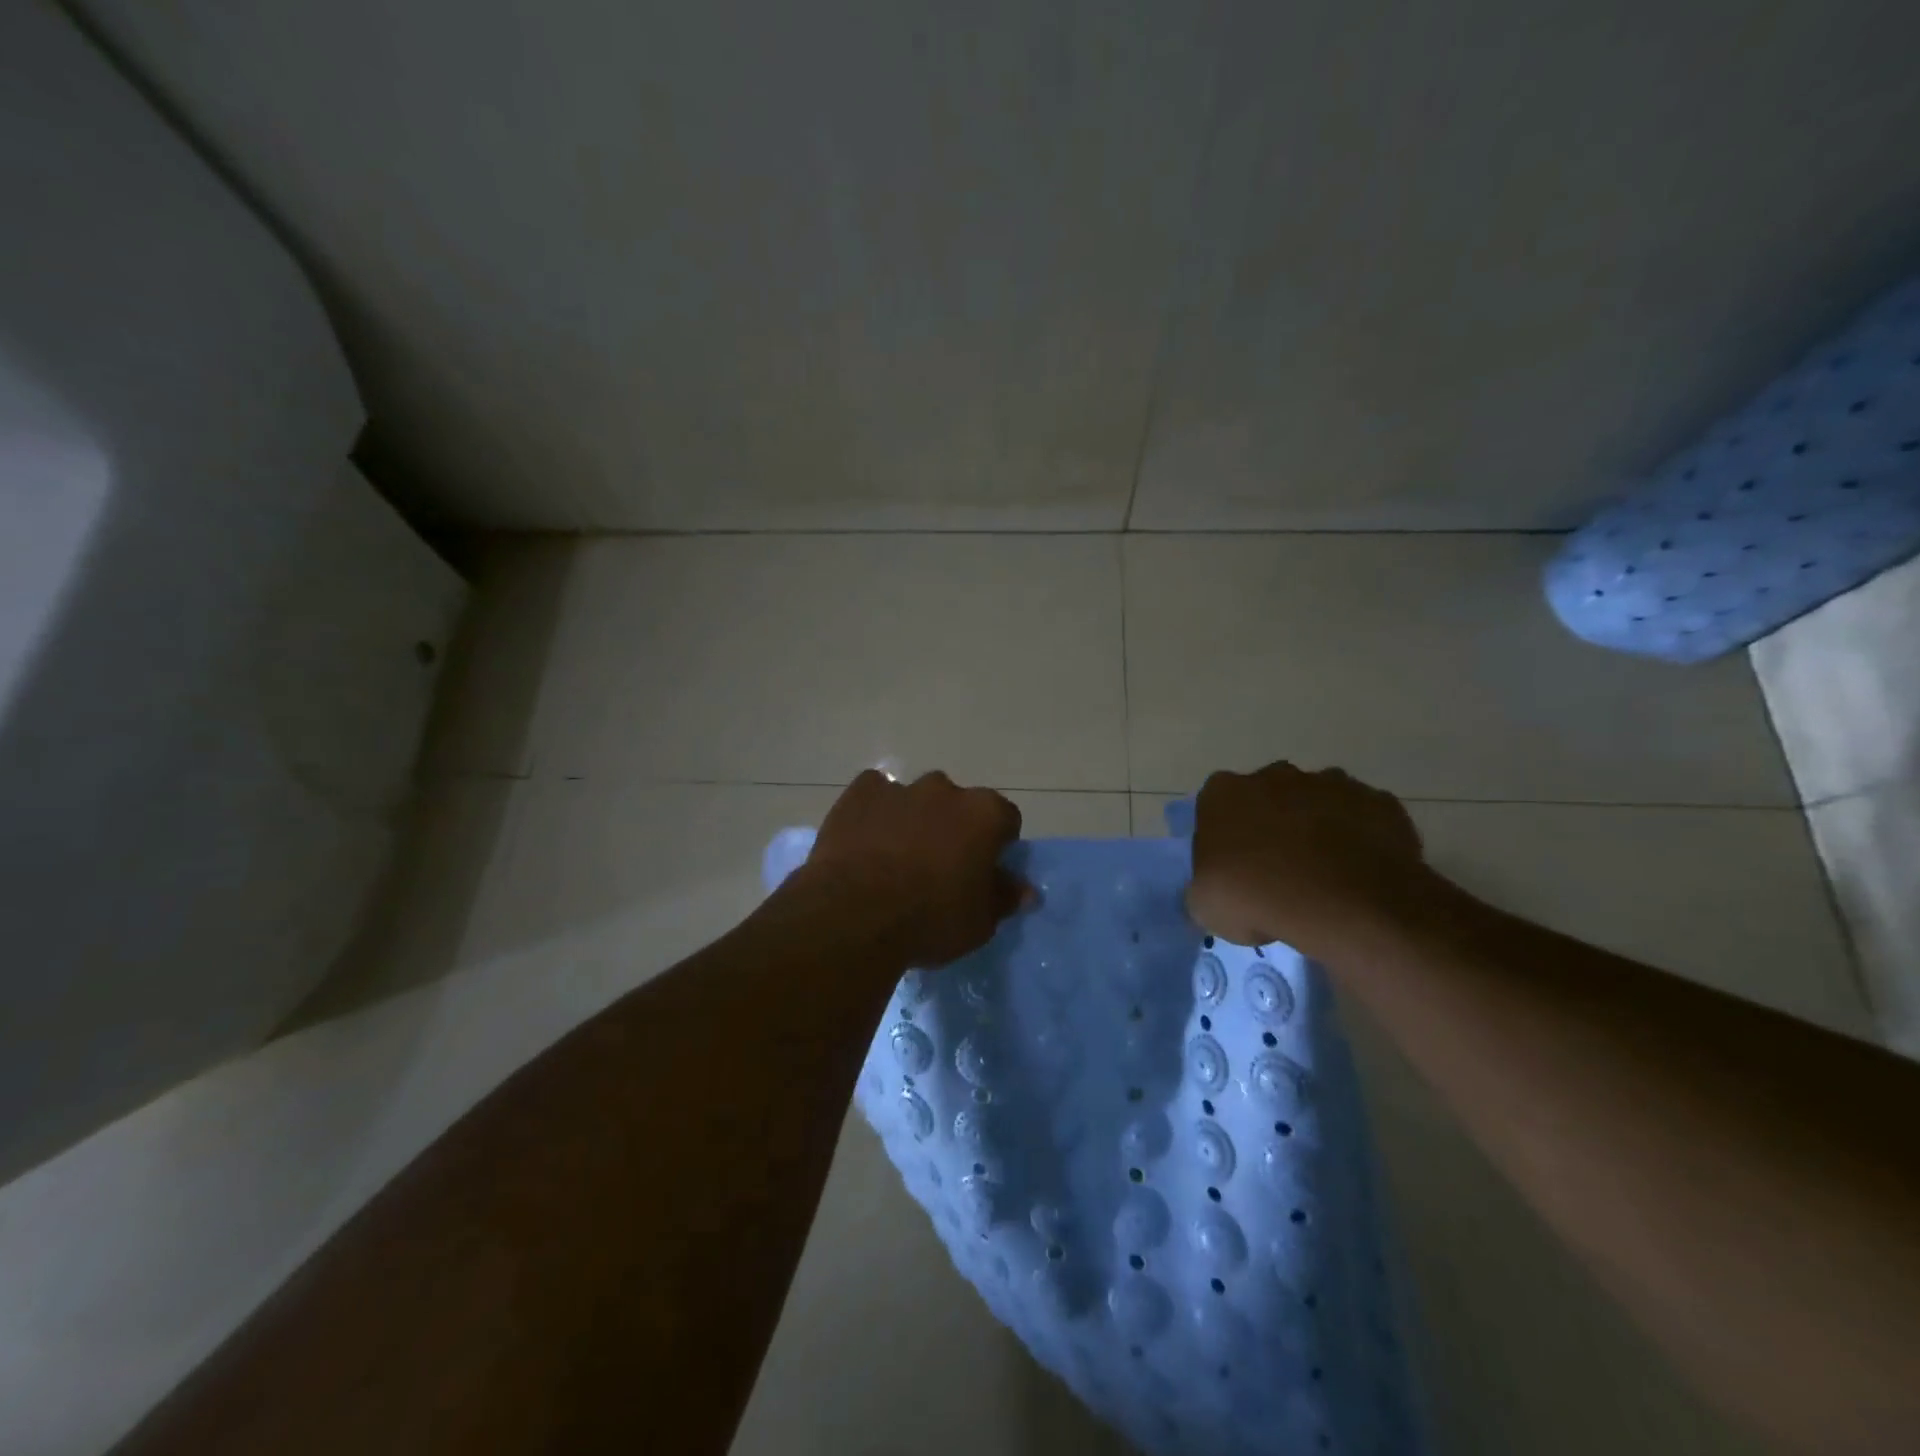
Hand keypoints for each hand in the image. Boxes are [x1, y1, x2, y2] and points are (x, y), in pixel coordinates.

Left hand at [795, 770, 1026, 968]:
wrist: (854, 914)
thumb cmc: (929, 920)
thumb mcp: (979, 923)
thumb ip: (1003, 898)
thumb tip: (1025, 890)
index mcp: (984, 814)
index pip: (1005, 820)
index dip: (998, 845)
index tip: (984, 871)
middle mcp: (946, 790)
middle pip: (959, 805)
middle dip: (954, 828)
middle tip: (939, 867)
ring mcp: (900, 787)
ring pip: (916, 798)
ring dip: (915, 819)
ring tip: (897, 857)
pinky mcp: (860, 793)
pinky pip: (875, 795)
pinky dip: (876, 812)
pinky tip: (866, 840)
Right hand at [1187, 762, 1429, 959]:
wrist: (1344, 906)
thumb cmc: (1257, 899)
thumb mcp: (1206, 905)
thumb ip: (1207, 882)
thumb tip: (1221, 884)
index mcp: (1224, 793)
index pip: (1217, 806)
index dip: (1227, 836)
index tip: (1235, 867)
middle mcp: (1274, 775)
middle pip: (1269, 796)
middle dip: (1274, 823)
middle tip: (1280, 870)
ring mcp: (1330, 783)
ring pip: (1318, 802)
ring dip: (1318, 828)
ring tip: (1326, 875)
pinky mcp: (1377, 801)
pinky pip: (1364, 818)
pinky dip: (1362, 839)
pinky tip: (1360, 874)